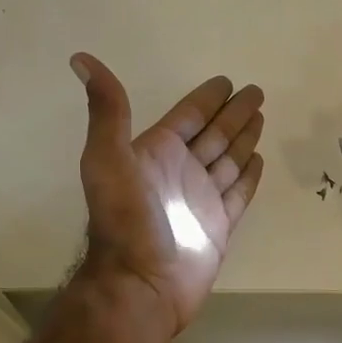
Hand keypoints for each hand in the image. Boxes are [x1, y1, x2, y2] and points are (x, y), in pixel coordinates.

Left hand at [69, 52, 265, 342]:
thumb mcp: (108, 158)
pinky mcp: (218, 226)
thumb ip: (107, 110)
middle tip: (256, 92)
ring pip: (228, 159)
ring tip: (261, 118)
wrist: (141, 284)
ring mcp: (200, 200)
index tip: (227, 82)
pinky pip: (239, 193)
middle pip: (213, 133)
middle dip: (234, 113)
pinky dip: (249, 176)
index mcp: (156, 153)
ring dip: (244, 138)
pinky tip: (259, 160)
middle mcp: (179, 171)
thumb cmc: (126, 221)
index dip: (207, 98)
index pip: (187, 116)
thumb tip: (80, 58)